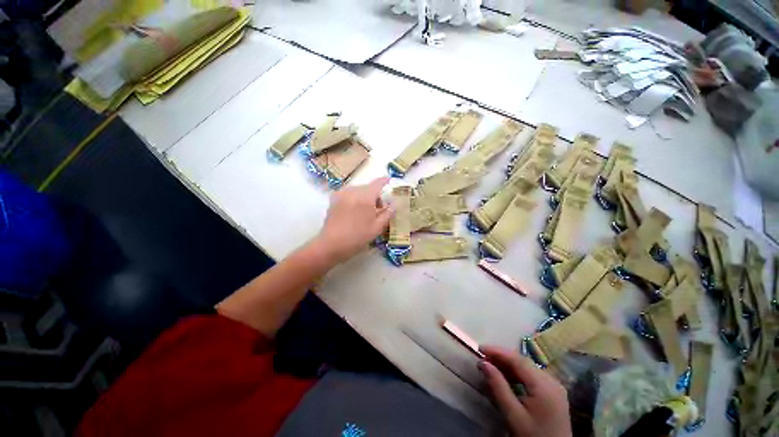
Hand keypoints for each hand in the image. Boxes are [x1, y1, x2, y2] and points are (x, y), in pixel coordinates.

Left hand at [314, 177, 394, 263]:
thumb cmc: (357, 237)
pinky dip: (355, 198)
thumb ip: (388, 213)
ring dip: (365, 196)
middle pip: (368, 187)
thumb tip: (394, 204)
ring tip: (364, 212)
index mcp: (365, 197)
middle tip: (377, 210)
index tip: (389, 180)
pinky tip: (353, 211)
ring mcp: (341, 193)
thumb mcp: (377, 227)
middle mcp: (353, 191)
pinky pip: (349, 193)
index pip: (378, 183)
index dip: (385, 181)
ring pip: (358, 190)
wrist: (331, 245)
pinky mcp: (334, 199)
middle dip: (375, 195)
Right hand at [478, 346, 570, 436]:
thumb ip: (498, 387)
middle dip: (501, 357)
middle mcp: (552, 381)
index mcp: (544, 385)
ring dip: (508, 365)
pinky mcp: (553, 393)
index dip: (497, 351)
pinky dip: (517, 374)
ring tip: (490, 365)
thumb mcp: (513, 415)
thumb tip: (483, 363)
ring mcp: (554, 387)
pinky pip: (532, 376)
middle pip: (523, 362)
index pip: (517, 359)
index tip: (479, 348)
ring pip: (527, 368)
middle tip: (482, 357)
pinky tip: (505, 377)